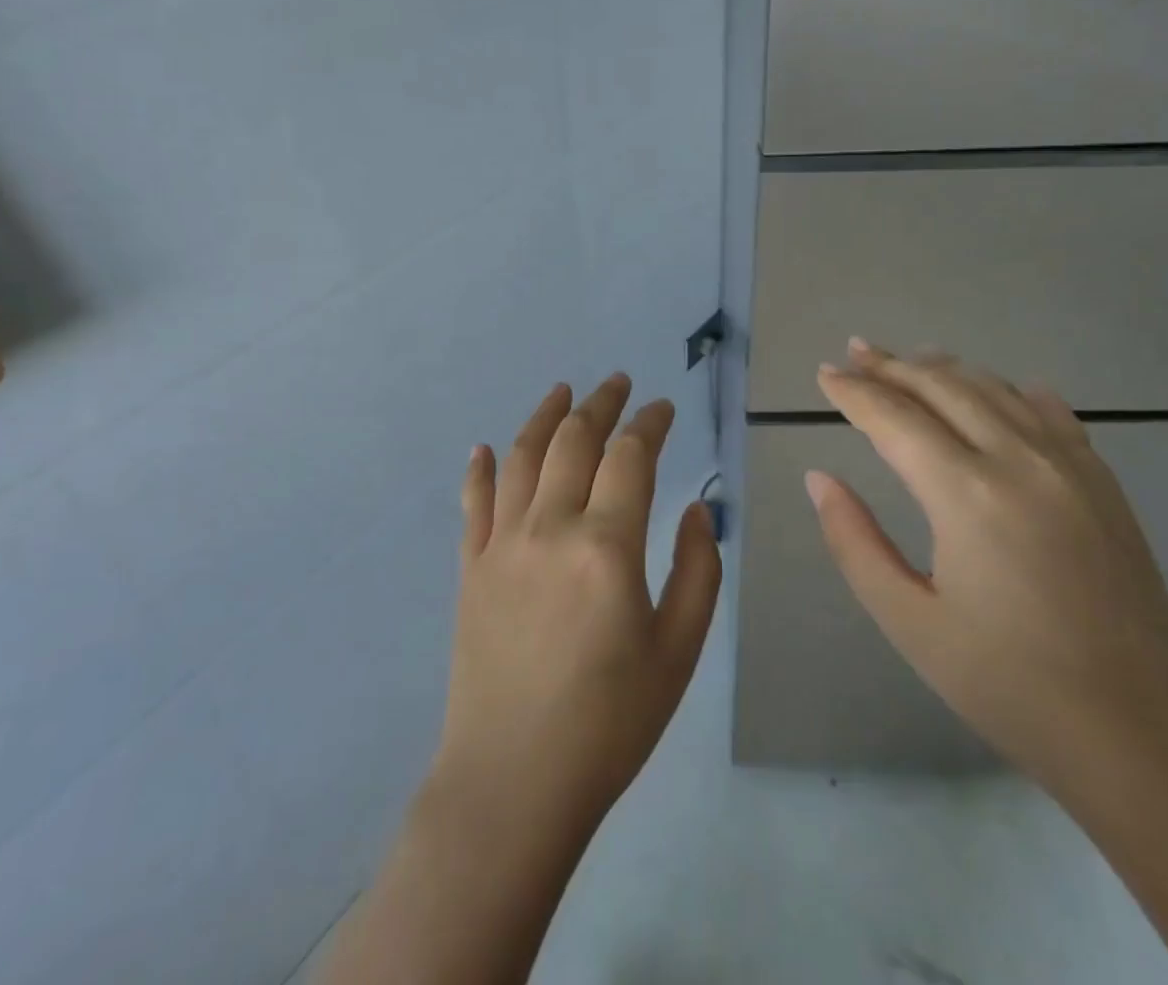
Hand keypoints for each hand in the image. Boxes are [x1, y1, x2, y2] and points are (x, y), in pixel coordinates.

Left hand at [430, 375, 722, 838]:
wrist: (513, 783)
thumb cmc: (610, 723)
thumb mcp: (678, 651)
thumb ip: (696, 570)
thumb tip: (692, 508)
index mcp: (606, 546)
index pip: (630, 456)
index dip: (650, 423)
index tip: (663, 408)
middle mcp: (550, 528)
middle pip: (575, 441)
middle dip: (600, 404)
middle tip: (617, 383)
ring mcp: (502, 544)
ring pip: (523, 457)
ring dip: (545, 416)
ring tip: (562, 390)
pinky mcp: (471, 568)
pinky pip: (473, 503)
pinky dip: (480, 470)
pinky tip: (484, 449)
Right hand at [808, 341, 1167, 792]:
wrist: (1146, 740)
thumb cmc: (1010, 686)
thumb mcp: (909, 621)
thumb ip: (854, 541)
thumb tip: (819, 478)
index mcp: (967, 494)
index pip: (894, 418)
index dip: (854, 392)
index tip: (824, 374)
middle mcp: (1020, 461)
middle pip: (943, 387)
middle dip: (892, 366)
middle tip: (854, 352)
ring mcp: (1072, 467)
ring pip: (995, 390)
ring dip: (944, 370)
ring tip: (909, 361)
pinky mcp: (1104, 485)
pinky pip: (1051, 414)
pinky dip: (1011, 391)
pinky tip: (1000, 390)